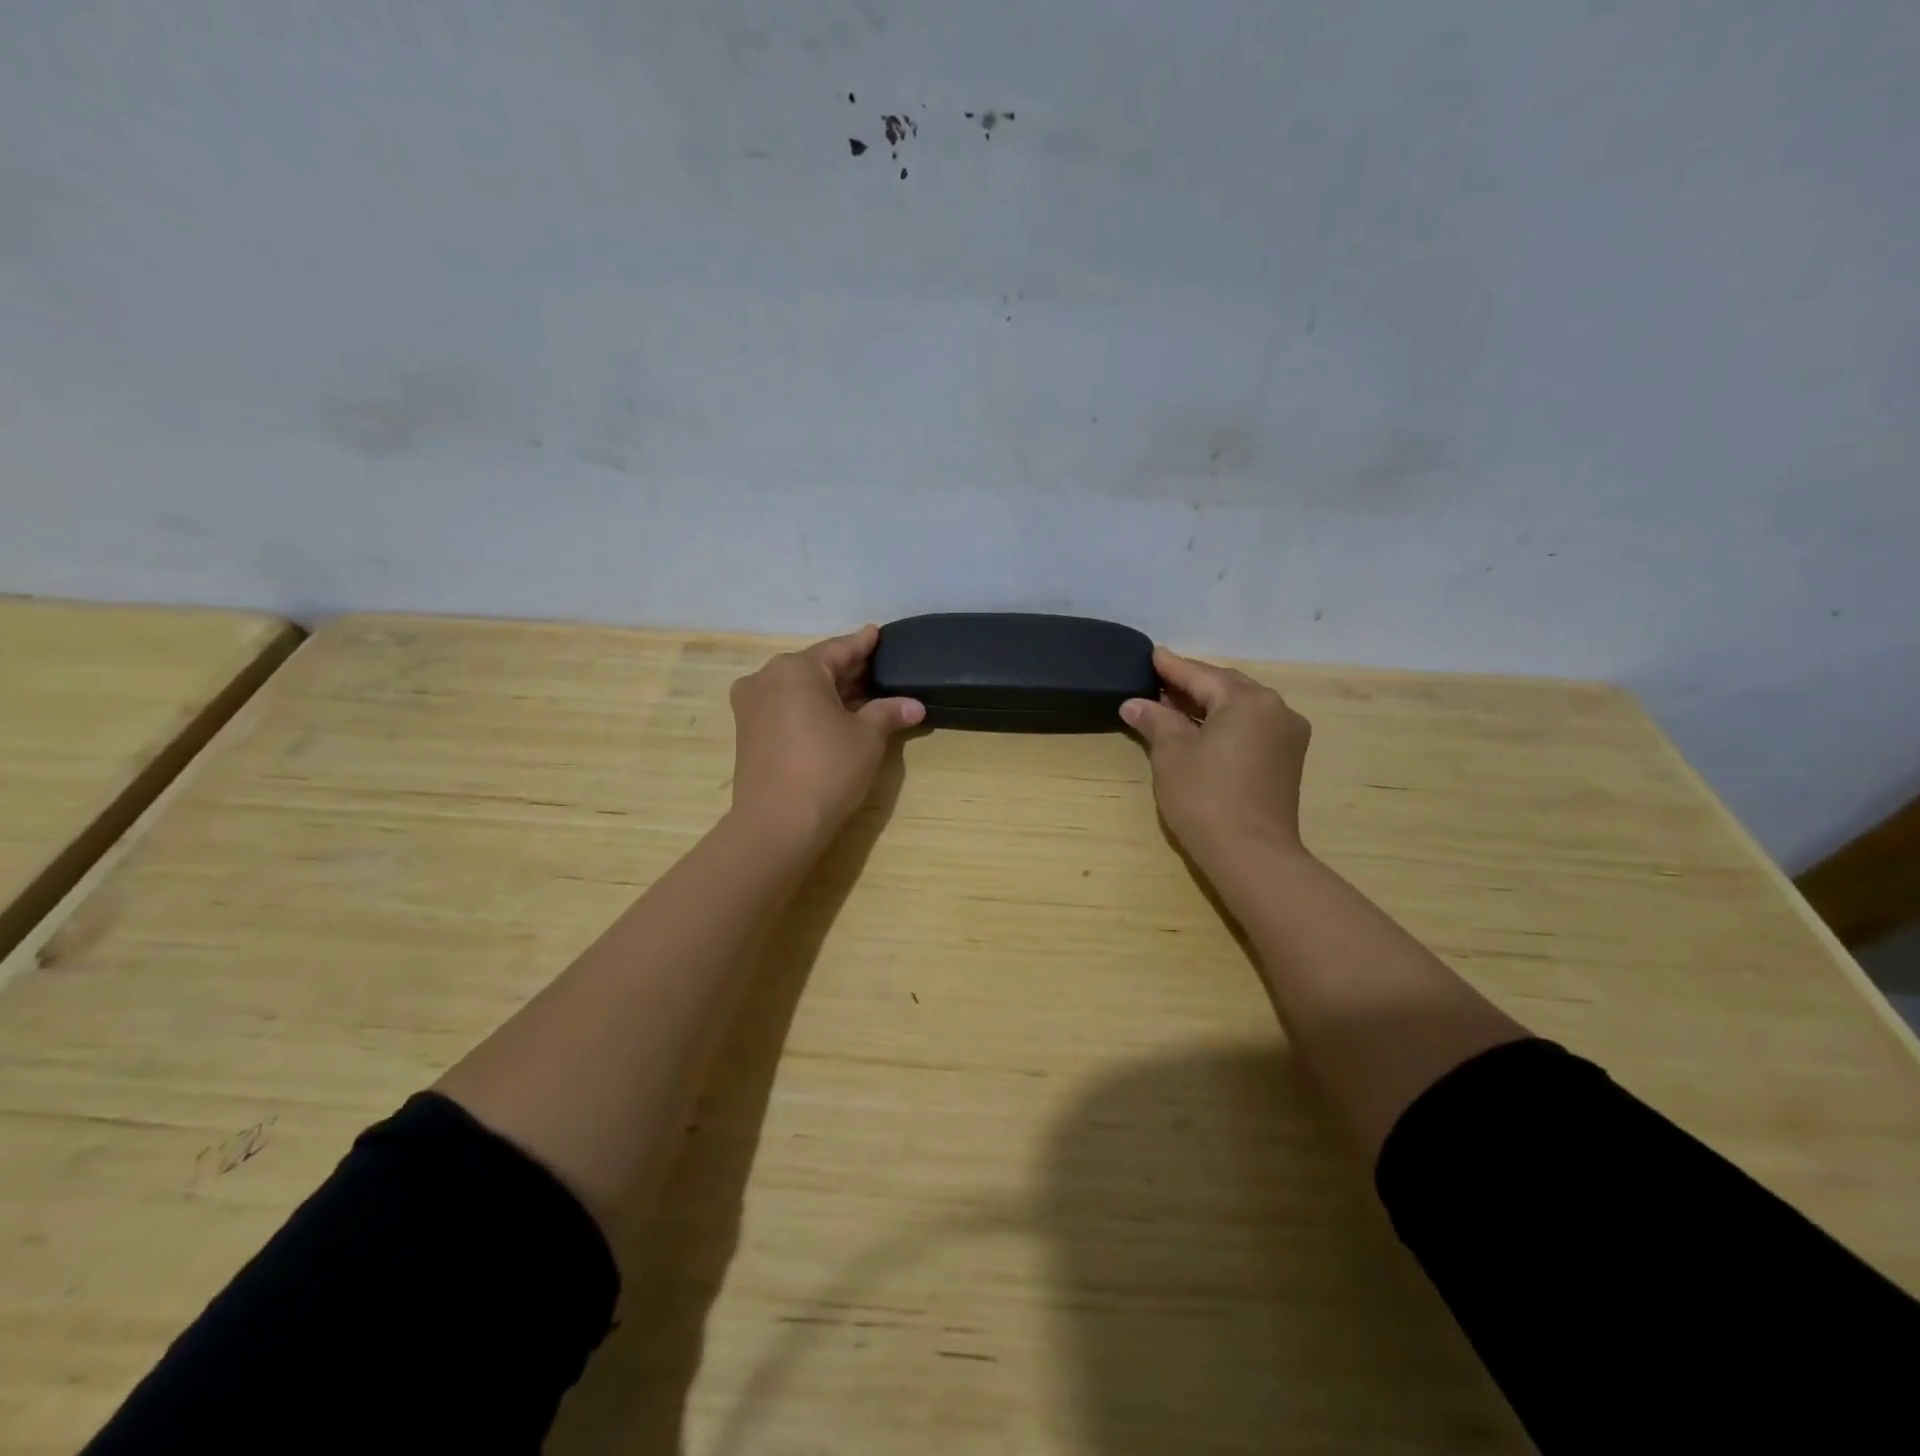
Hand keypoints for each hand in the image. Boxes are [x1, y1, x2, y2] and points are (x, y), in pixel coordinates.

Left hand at [728, 625, 924, 852]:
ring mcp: (751, 706)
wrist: (777, 824)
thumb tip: (915, 706)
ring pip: (798, 689)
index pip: (838, 649)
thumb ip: (888, 713)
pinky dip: (811, 709)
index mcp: (795, 669)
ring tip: (863, 696)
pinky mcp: (747, 733)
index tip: (876, 633)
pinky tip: (834, 717)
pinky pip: (785, 708)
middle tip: (878, 670)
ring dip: (830, 692)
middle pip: (815, 668)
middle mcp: (766, 678)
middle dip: (847, 671)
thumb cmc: (827, 770)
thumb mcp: (867, 738)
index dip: (862, 644)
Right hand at [1121, 647, 1312, 866]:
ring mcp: (1287, 735)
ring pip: (1240, 708)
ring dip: (1208, 705)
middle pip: (1225, 687)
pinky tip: (1200, 730)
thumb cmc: (1205, 797)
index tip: (1152, 654)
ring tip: (1173, 705)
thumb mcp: (1171, 754)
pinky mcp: (1287, 760)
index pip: (1201, 675)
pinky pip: (1251, 727)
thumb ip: (1155, 720)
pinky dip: (1224, 723)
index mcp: (1248, 700)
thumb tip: (1135, 703)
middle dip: (1191, 685)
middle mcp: (1275, 709)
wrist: (1251, 854)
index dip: (1172, 666)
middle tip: (1158, 681)